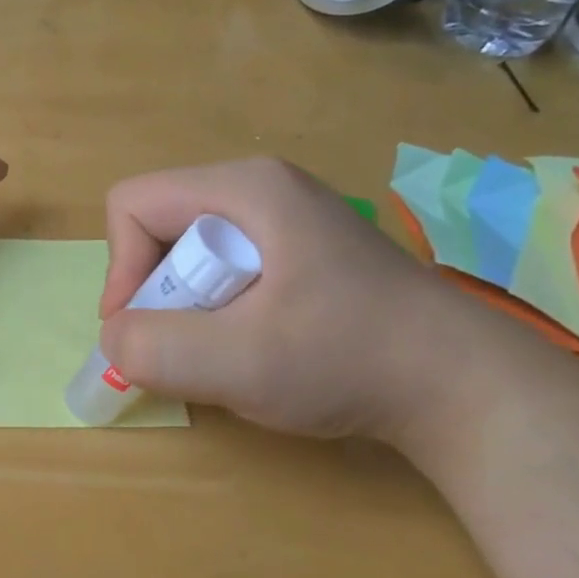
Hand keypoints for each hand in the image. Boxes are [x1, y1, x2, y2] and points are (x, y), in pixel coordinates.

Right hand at [97, 157, 475, 439]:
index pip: (132, 205)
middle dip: (155, 295)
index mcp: (243, 189)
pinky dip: (215, 314)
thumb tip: (114, 340)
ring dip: (185, 311)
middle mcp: (259, 190)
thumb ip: (154, 349)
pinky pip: (221, 273)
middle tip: (190, 348)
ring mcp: (284, 220)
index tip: (144, 333)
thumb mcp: (240, 362)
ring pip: (186, 255)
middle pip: (157, 229)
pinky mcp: (298, 254)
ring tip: (227, 352)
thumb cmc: (350, 360)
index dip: (121, 269)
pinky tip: (254, 348)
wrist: (464, 387)